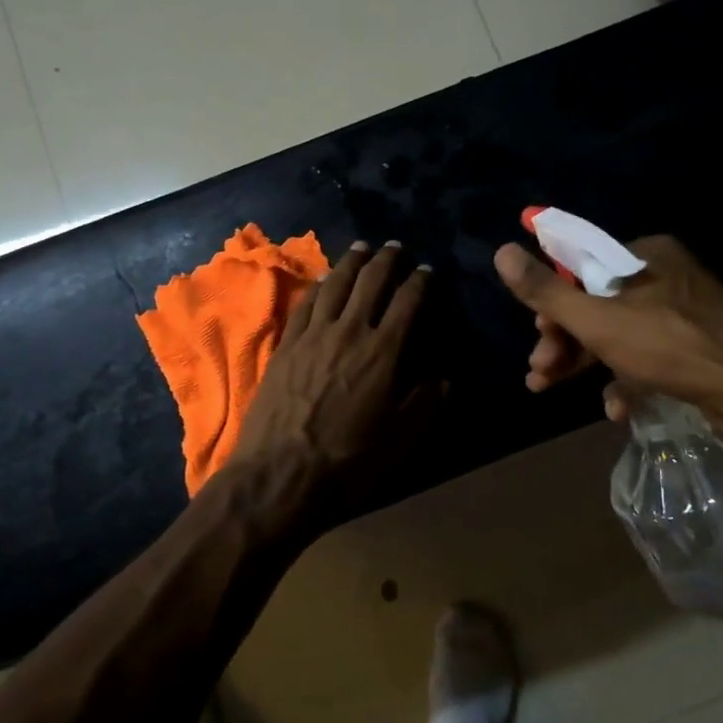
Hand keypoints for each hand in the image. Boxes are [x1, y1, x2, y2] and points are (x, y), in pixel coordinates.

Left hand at [229, 241, 440, 520]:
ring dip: (352, 262)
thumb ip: (424, 404)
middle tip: (395, 247)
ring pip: (336, 284)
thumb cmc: (346, 462)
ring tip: (362, 248)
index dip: (420, 281)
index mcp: (382, 352)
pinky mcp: (286, 344)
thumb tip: (443, 377)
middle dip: (386, 260)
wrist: (279, 474)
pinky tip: (325, 278)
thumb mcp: (399, 440)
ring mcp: (313, 335)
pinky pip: (306, 303)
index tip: (427, 270)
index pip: (407, 302)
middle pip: (370, 281)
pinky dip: (320, 285)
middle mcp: (349, 331)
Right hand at [493, 235, 722, 436]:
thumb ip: (547, 290)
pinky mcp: (697, 349)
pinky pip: (649, 358)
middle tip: (539, 372)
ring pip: (619, 334)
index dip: (552, 302)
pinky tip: (616, 409)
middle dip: (563, 341)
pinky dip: (626, 380)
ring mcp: (684, 314)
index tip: (537, 334)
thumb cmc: (670, 346)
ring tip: (551, 389)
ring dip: (584, 362)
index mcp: (643, 255)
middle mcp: (664, 278)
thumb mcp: (597, 319)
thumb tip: (501, 251)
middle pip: (597, 305)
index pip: (581, 267)